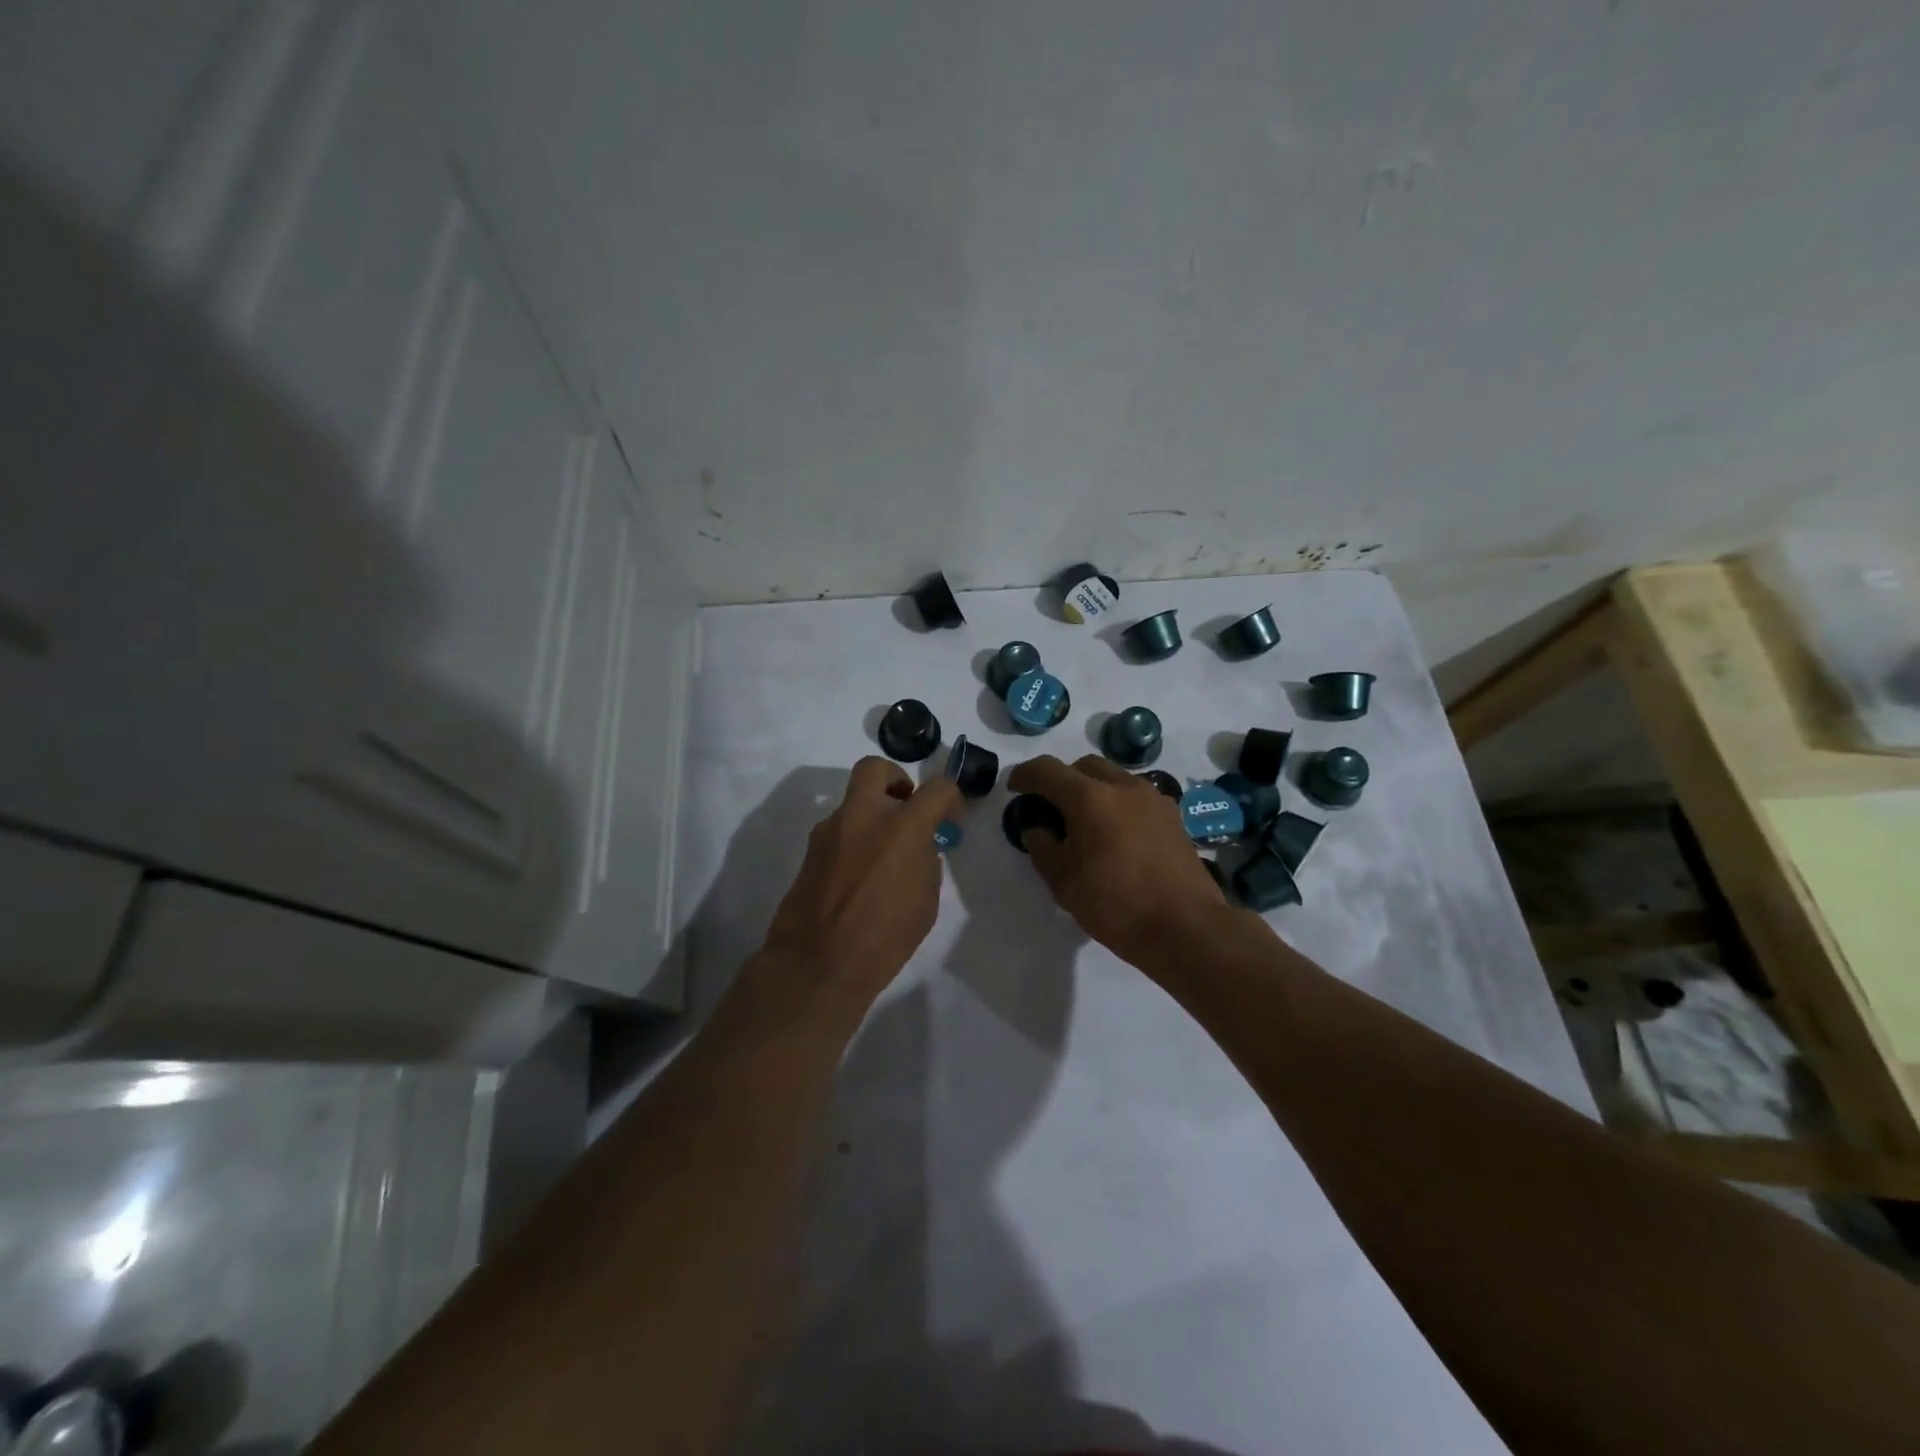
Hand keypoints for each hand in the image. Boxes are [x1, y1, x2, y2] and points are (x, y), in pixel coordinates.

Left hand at [759, 757, 961, 1014]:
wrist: (817, 964)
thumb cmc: (884, 939)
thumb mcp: (925, 901)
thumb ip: (924, 861)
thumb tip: (918, 845)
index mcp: (901, 830)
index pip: (936, 788)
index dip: (950, 796)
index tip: (950, 815)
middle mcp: (862, 818)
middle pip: (875, 768)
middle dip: (894, 778)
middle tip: (905, 805)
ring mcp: (830, 831)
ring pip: (853, 803)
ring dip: (871, 816)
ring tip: (881, 857)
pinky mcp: (810, 850)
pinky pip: (838, 831)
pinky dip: (853, 840)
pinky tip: (857, 876)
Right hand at [1005, 754, 1226, 965]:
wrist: (1185, 928)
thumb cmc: (1116, 904)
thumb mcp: (1063, 882)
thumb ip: (1043, 849)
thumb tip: (1037, 830)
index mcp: (1090, 797)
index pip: (1048, 770)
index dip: (1025, 775)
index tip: (1015, 789)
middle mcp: (1123, 787)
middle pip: (1084, 766)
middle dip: (1062, 779)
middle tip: (1051, 807)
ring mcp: (1153, 799)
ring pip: (1114, 778)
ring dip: (1093, 791)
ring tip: (1085, 822)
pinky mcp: (1173, 818)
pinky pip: (1137, 798)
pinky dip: (1118, 805)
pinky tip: (1117, 836)